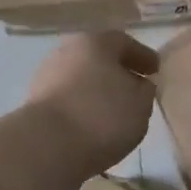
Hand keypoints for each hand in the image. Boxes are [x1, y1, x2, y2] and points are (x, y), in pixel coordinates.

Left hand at [28, 32, 158, 174]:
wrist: (46, 147)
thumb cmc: (102, 116)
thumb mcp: (140, 104)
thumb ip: (145, 91)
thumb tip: (139, 85)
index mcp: (96, 42)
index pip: (125, 42)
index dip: (143, 57)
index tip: (156, 70)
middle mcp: (68, 52)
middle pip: (99, 58)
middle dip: (117, 72)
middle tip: (135, 88)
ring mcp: (47, 77)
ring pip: (81, 80)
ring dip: (97, 91)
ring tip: (115, 112)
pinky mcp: (35, 105)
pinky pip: (68, 101)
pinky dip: (82, 108)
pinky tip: (93, 126)